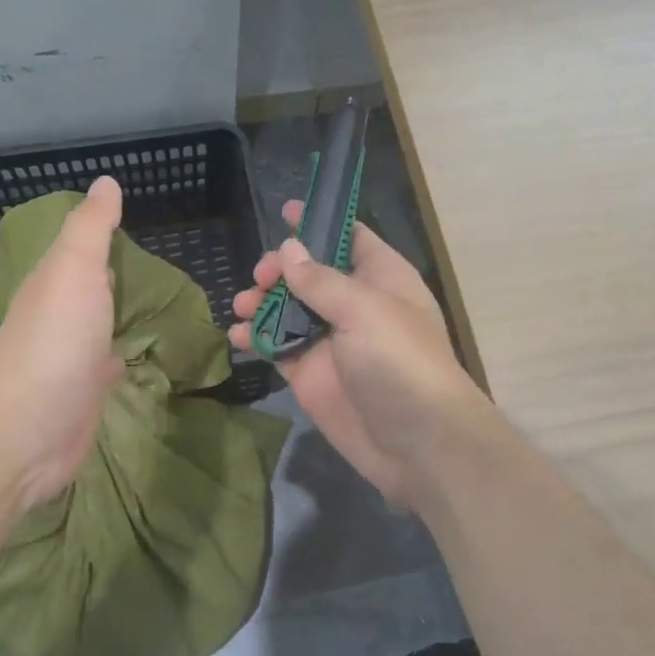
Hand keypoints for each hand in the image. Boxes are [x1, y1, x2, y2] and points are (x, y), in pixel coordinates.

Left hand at [0, 176, 125, 508]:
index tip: (130, 226)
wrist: (26, 429)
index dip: (100, 239)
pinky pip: (105, 369)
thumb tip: (106, 181)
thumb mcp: (74, 269)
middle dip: (111, 278)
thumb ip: (91, 227)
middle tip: (153, 266)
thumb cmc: (54, 341)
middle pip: (87, 291)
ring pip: (96, 328)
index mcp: (53, 284)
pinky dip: (118, 358)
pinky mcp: (83, 397)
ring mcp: (69, 360)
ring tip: (152, 306)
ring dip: (115, 317)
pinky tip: (133, 357)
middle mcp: (58, 319)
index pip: (79, 253)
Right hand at [229, 202, 485, 506]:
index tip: (284, 210)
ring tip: (242, 306)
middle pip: (309, 272)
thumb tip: (289, 250)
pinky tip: (236, 337)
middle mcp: (353, 304)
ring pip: (287, 309)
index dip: (319, 222)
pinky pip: (276, 347)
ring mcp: (330, 341)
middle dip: (280, 268)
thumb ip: (321, 280)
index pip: (349, 237)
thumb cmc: (400, 364)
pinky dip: (253, 339)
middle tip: (261, 278)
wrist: (418, 445)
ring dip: (261, 302)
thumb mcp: (365, 311)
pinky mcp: (310, 374)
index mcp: (380, 277)